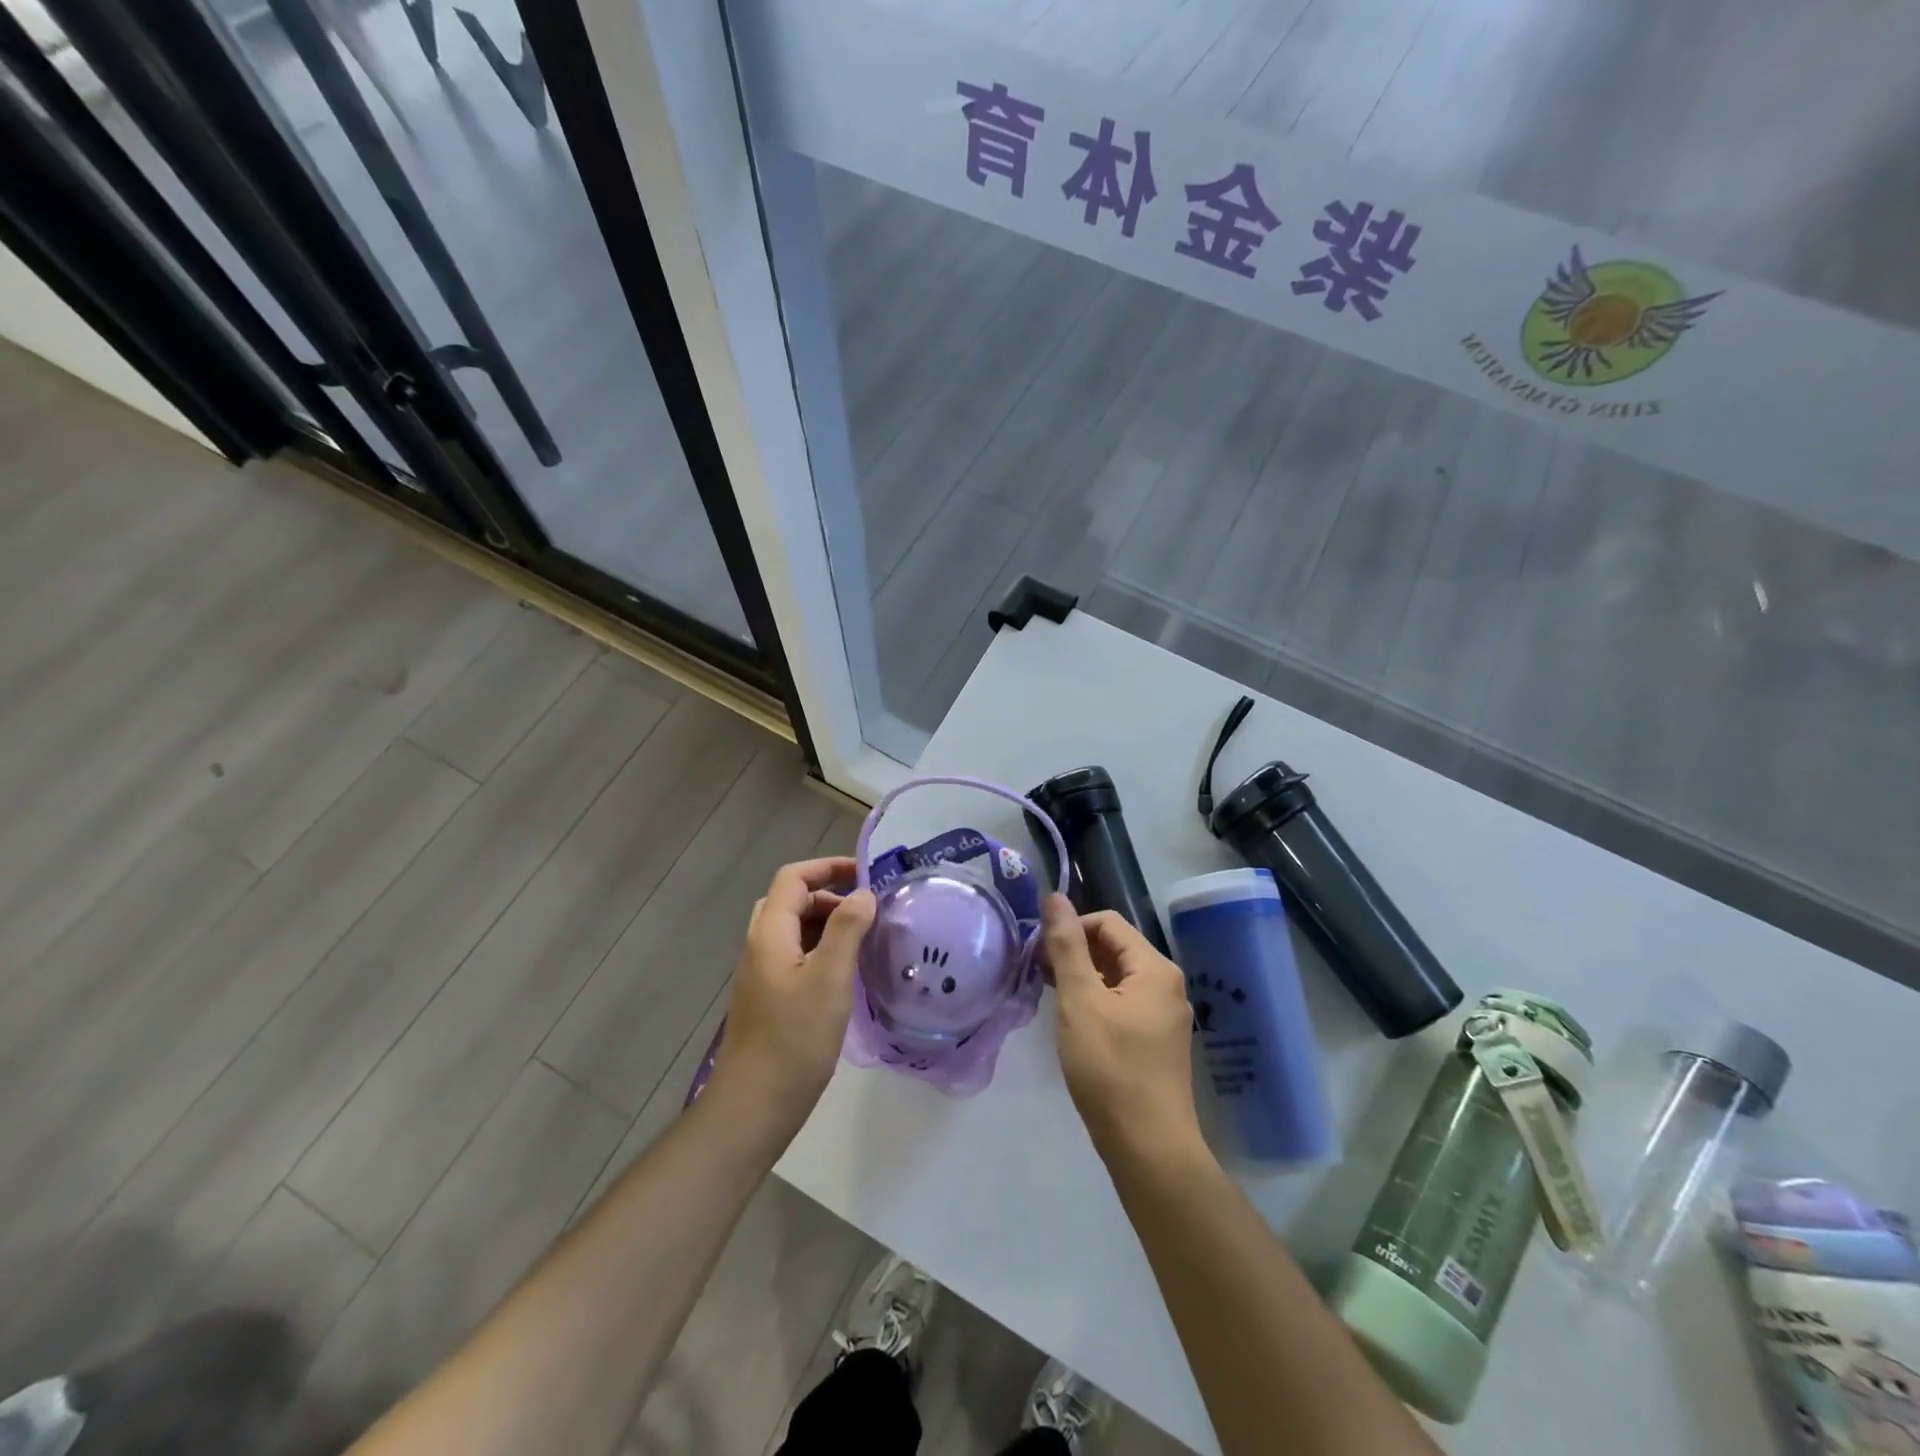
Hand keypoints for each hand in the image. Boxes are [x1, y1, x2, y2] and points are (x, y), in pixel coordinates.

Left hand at [708, 857, 875, 1133]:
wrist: (754, 1106)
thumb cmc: (794, 1039)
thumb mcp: (829, 979)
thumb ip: (847, 929)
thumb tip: (863, 893)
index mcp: (770, 934)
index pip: (793, 878)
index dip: (827, 867)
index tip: (866, 873)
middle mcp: (760, 946)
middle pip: (791, 901)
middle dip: (830, 895)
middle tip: (867, 909)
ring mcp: (762, 974)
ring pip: (794, 930)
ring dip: (827, 923)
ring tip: (864, 937)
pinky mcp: (769, 998)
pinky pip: (795, 955)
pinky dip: (821, 949)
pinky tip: (846, 972)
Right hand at [1044, 897, 1202, 1164]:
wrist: (1149, 1149)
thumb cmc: (1111, 1069)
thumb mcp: (1080, 1002)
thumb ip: (1066, 946)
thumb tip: (1054, 896)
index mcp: (1154, 968)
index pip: (1107, 922)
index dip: (1070, 929)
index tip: (1039, 954)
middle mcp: (1166, 985)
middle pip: (1114, 948)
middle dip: (1074, 953)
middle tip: (1038, 975)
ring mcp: (1164, 1015)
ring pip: (1116, 977)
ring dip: (1081, 978)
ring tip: (1050, 997)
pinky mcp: (1156, 1041)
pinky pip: (1122, 1003)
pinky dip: (1095, 1002)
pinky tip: (1073, 1023)